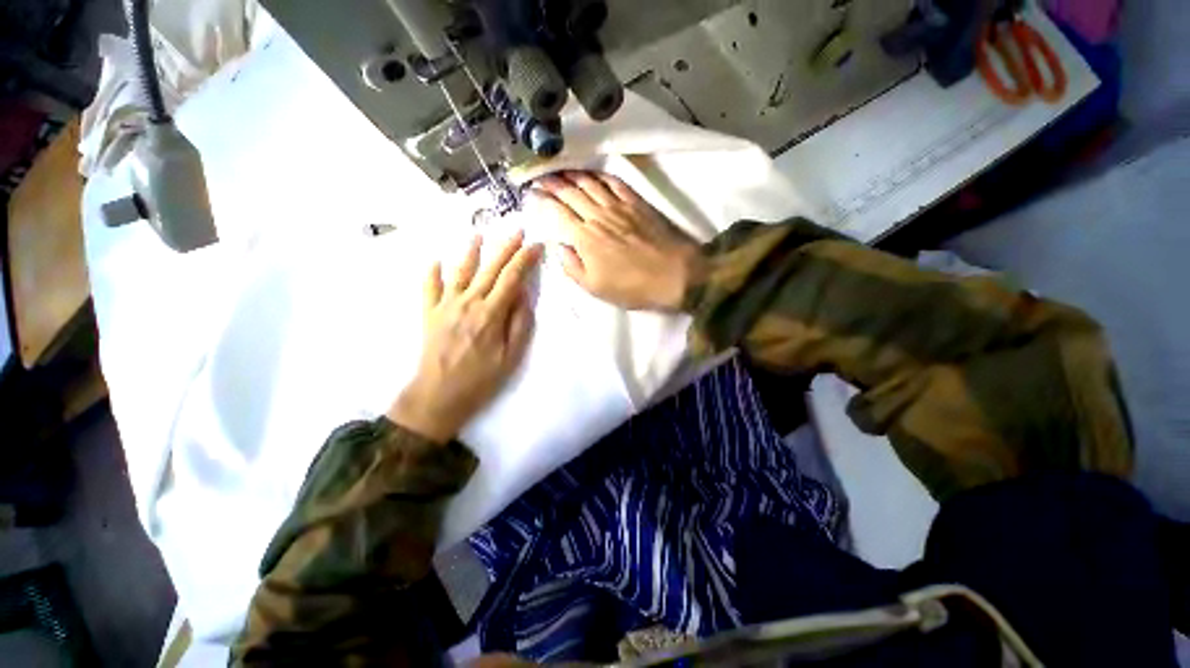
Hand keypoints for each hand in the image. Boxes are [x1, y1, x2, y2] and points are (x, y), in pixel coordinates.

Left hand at [388, 232, 542, 441]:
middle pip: (490, 268)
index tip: (536, 245)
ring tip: (479, 235)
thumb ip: (520, 323)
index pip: (512, 278)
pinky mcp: (429, 312)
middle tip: (518, 231)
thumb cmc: (481, 378)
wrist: (439, 395)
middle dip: (506, 247)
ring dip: (471, 251)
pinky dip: (432, 272)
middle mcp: (468, 302)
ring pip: (460, 271)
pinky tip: (435, 260)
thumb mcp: (511, 356)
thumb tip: (524, 295)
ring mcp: (445, 305)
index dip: (525, 259)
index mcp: (491, 313)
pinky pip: (429, 286)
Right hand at [534, 171, 705, 310]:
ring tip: (561, 170)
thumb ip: (572, 267)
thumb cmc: (632, 287)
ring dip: (573, 174)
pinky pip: (615, 182)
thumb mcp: (595, 288)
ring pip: (590, 182)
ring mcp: (619, 206)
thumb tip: (559, 247)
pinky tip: (593, 173)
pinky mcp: (637, 202)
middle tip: (540, 176)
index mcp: (584, 238)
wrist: (674, 275)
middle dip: (552, 182)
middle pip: (570, 192)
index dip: (542, 199)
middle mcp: (598, 216)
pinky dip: (600, 174)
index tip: (532, 193)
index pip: (557, 211)